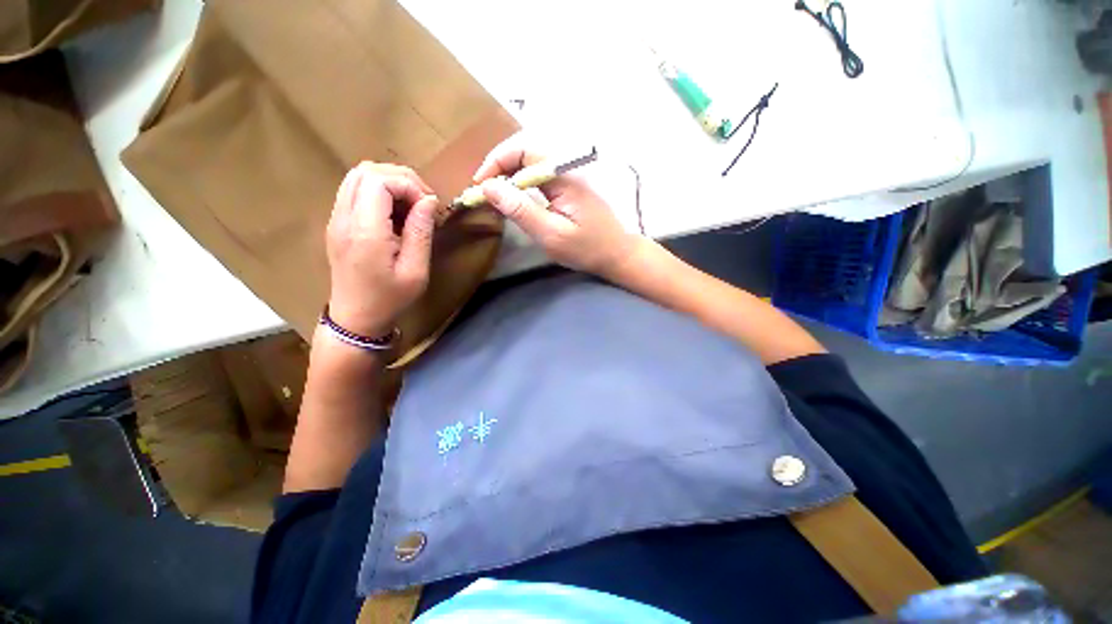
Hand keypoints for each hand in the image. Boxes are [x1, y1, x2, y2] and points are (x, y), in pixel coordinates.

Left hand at [325, 163, 438, 337]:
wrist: (356, 318)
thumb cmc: (390, 298)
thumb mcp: (416, 271)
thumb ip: (421, 232)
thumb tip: (429, 200)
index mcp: (365, 232)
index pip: (379, 180)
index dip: (409, 185)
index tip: (430, 207)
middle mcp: (344, 218)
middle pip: (366, 171)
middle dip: (401, 179)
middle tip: (424, 203)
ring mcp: (336, 218)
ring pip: (358, 176)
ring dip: (389, 182)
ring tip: (412, 206)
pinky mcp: (337, 222)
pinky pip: (354, 190)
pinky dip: (378, 191)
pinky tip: (395, 213)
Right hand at [473, 132, 642, 277]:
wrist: (617, 254)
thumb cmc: (587, 248)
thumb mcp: (551, 234)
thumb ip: (521, 210)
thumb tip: (489, 186)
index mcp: (564, 175)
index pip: (524, 149)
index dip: (497, 160)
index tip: (480, 183)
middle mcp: (567, 168)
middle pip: (526, 151)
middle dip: (500, 167)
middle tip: (485, 191)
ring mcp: (570, 176)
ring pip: (532, 163)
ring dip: (510, 175)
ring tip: (495, 196)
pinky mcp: (570, 187)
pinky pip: (541, 176)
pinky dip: (523, 184)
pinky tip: (516, 200)